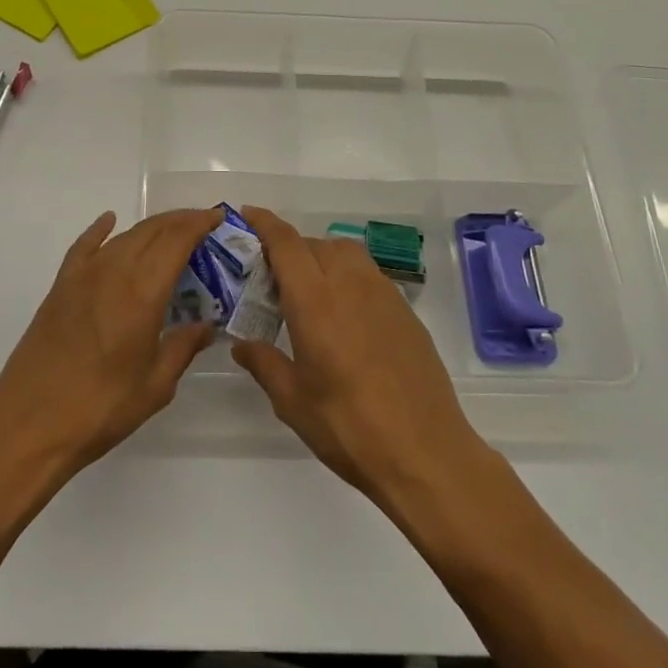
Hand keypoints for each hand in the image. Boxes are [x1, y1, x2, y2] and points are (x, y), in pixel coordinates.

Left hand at [0, 208, 216, 475]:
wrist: (29, 425)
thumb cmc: (100, 409)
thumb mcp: (155, 387)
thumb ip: (183, 348)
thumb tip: (206, 326)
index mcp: (142, 293)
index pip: (176, 241)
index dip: (199, 224)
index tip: (217, 218)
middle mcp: (113, 272)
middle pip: (152, 231)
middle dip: (180, 221)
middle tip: (202, 224)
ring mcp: (83, 276)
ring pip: (123, 236)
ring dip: (150, 228)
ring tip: (170, 232)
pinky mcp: (60, 287)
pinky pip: (84, 246)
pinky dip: (100, 230)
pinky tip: (109, 221)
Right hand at [232, 207, 489, 503]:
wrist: (426, 452)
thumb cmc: (349, 427)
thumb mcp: (293, 402)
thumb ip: (264, 363)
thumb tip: (241, 343)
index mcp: (315, 300)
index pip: (286, 243)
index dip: (264, 224)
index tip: (247, 214)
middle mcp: (349, 284)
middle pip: (314, 244)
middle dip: (289, 249)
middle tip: (271, 278)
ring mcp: (383, 294)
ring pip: (345, 253)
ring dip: (322, 257)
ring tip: (309, 292)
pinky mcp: (405, 311)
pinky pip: (368, 274)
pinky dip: (348, 277)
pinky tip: (344, 316)